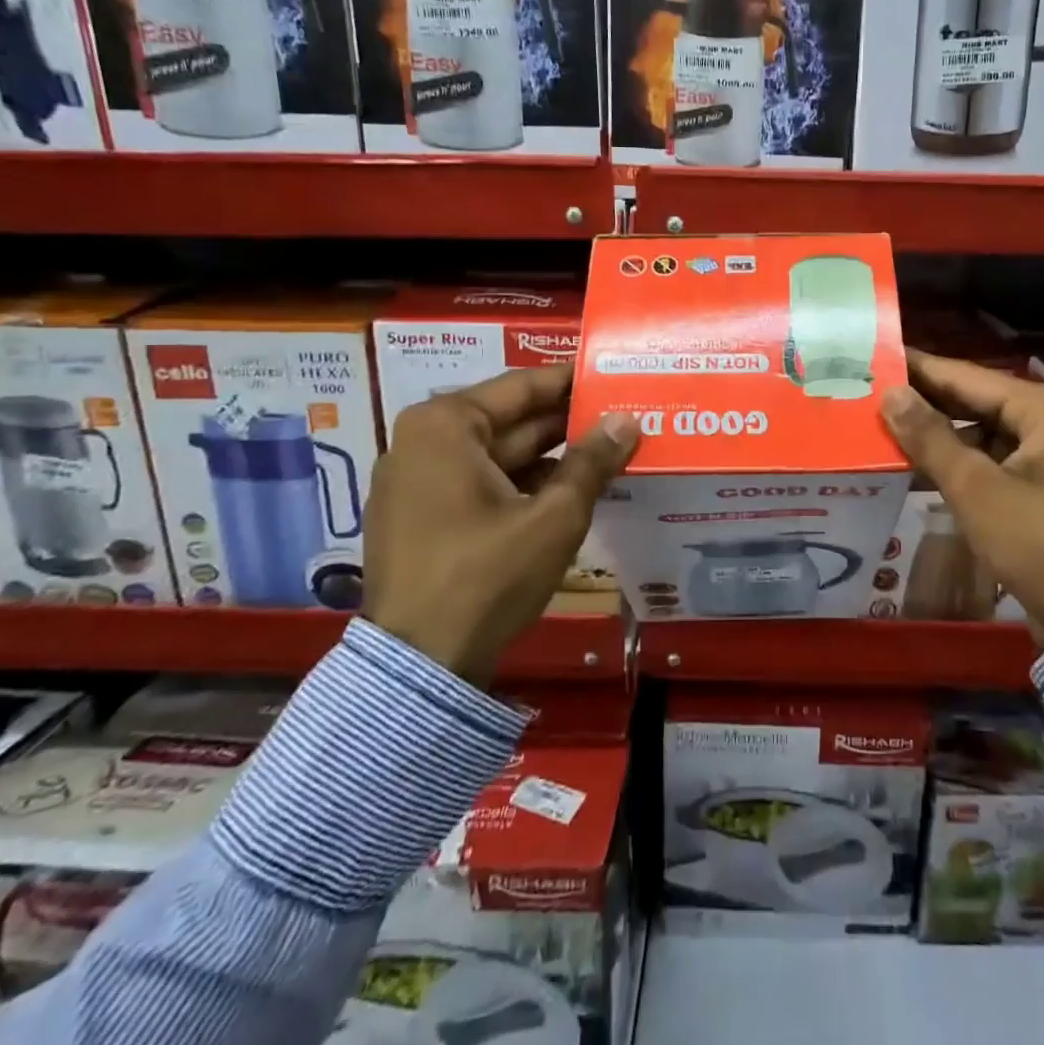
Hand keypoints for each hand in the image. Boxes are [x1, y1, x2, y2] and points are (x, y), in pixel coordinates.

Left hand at [363, 363, 638, 685]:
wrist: (418, 668)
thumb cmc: (486, 576)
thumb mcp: (554, 517)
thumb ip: (593, 462)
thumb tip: (627, 420)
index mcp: (446, 425)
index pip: (524, 386)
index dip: (575, 383)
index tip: (616, 376)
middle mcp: (423, 441)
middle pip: (511, 420)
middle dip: (568, 423)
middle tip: (624, 416)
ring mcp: (416, 480)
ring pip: (499, 455)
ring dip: (551, 456)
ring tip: (609, 453)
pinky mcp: (420, 516)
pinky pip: (481, 483)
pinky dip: (523, 483)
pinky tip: (570, 490)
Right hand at [879, 349, 1043, 639]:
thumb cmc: (1041, 546)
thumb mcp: (977, 489)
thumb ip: (930, 437)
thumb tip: (890, 393)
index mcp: (1043, 408)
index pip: (965, 375)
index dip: (917, 368)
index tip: (873, 357)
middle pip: (974, 400)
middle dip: (924, 401)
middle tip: (868, 393)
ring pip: (980, 431)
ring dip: (937, 434)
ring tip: (882, 429)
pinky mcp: (1043, 486)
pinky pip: (991, 460)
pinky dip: (958, 462)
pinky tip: (916, 468)